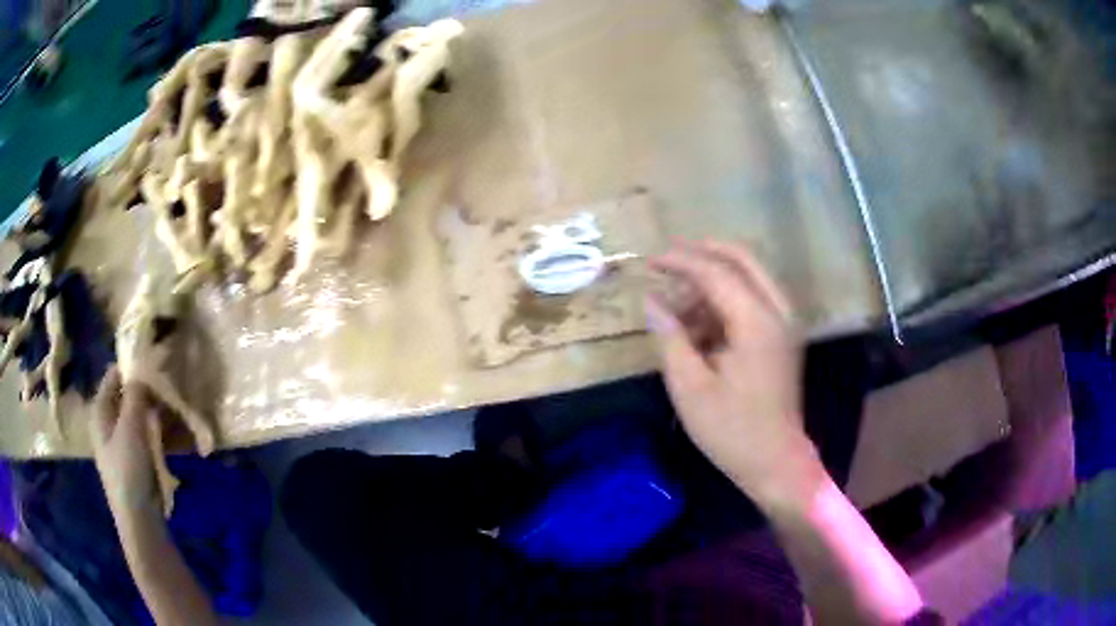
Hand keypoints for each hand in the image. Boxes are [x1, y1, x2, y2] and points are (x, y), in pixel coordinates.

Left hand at [92, 368, 160, 520]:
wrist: (139, 519)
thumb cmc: (129, 469)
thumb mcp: (131, 427)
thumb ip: (136, 394)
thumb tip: (142, 367)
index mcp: (100, 410)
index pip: (114, 375)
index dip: (131, 367)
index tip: (154, 364)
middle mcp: (107, 421)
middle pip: (126, 395)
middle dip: (146, 390)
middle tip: (167, 389)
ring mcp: (120, 441)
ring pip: (137, 414)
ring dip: (153, 411)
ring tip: (174, 410)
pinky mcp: (134, 458)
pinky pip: (144, 433)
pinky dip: (156, 429)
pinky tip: (171, 432)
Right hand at [645, 241, 823, 509]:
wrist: (775, 462)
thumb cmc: (731, 429)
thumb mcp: (690, 386)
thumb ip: (670, 336)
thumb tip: (651, 301)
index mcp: (756, 321)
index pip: (716, 272)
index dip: (680, 261)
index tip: (649, 261)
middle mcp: (778, 312)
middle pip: (743, 259)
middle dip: (704, 253)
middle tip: (669, 258)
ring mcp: (785, 323)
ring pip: (750, 277)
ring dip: (714, 279)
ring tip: (677, 302)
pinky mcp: (782, 338)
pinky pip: (754, 300)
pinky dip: (726, 300)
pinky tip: (699, 323)